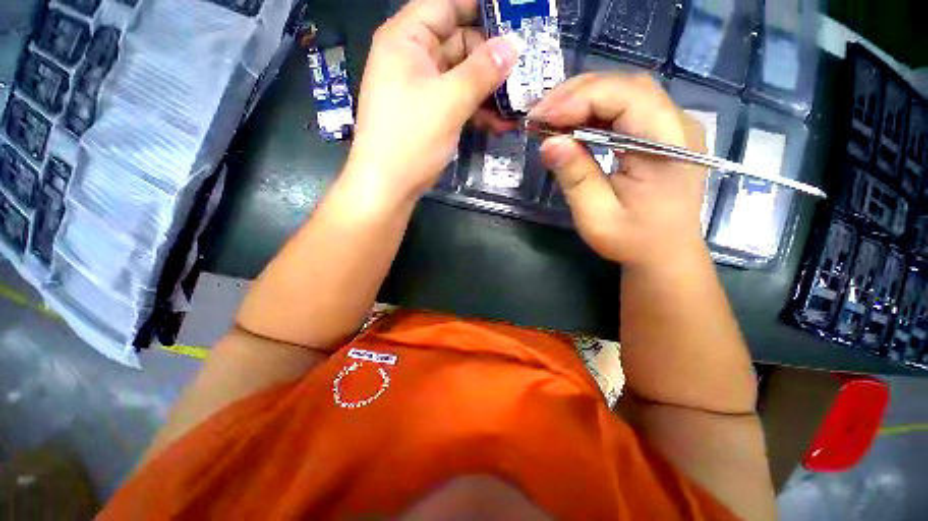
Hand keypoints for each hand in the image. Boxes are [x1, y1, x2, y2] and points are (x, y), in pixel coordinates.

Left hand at [345, 0, 518, 200]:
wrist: (388, 186)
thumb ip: (482, 71)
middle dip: (491, 55)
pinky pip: (457, 101)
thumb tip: (512, 46)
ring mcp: (421, 88)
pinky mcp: (429, 114)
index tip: (514, 16)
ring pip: (461, 75)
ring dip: (488, 88)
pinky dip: (477, 109)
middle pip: (458, 40)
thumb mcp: (449, 101)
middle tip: (525, 66)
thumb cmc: (411, 138)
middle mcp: (413, 58)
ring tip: (518, 99)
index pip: (447, 4)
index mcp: (407, 39)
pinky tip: (499, 122)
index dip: (480, 7)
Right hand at [531, 73, 708, 268]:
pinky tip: (572, 125)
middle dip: (576, 94)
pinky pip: (626, 108)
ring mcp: (673, 125)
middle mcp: (678, 124)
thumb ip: (575, 178)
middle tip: (539, 115)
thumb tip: (548, 143)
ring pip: (625, 91)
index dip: (579, 100)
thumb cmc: (633, 241)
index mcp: (668, 146)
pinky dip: (594, 111)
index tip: (540, 118)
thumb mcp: (597, 216)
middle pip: (625, 86)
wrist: (665, 253)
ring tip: (550, 118)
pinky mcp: (662, 132)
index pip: (625, 97)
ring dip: (583, 99)